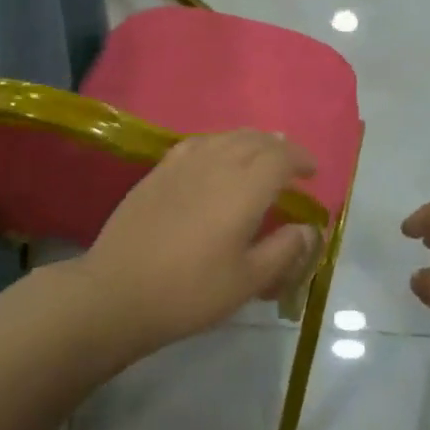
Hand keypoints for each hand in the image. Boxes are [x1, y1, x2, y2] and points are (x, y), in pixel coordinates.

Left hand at [77, 130, 320, 357]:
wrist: (117, 293)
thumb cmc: (189, 292)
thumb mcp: (247, 281)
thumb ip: (284, 251)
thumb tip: (308, 228)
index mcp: (244, 188)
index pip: (281, 157)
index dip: (301, 159)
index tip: (312, 172)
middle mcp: (217, 163)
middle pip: (256, 140)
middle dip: (279, 148)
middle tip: (291, 165)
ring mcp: (184, 163)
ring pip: (227, 137)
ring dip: (251, 141)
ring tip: (260, 155)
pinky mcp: (159, 170)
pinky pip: (199, 142)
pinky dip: (220, 143)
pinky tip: (216, 156)